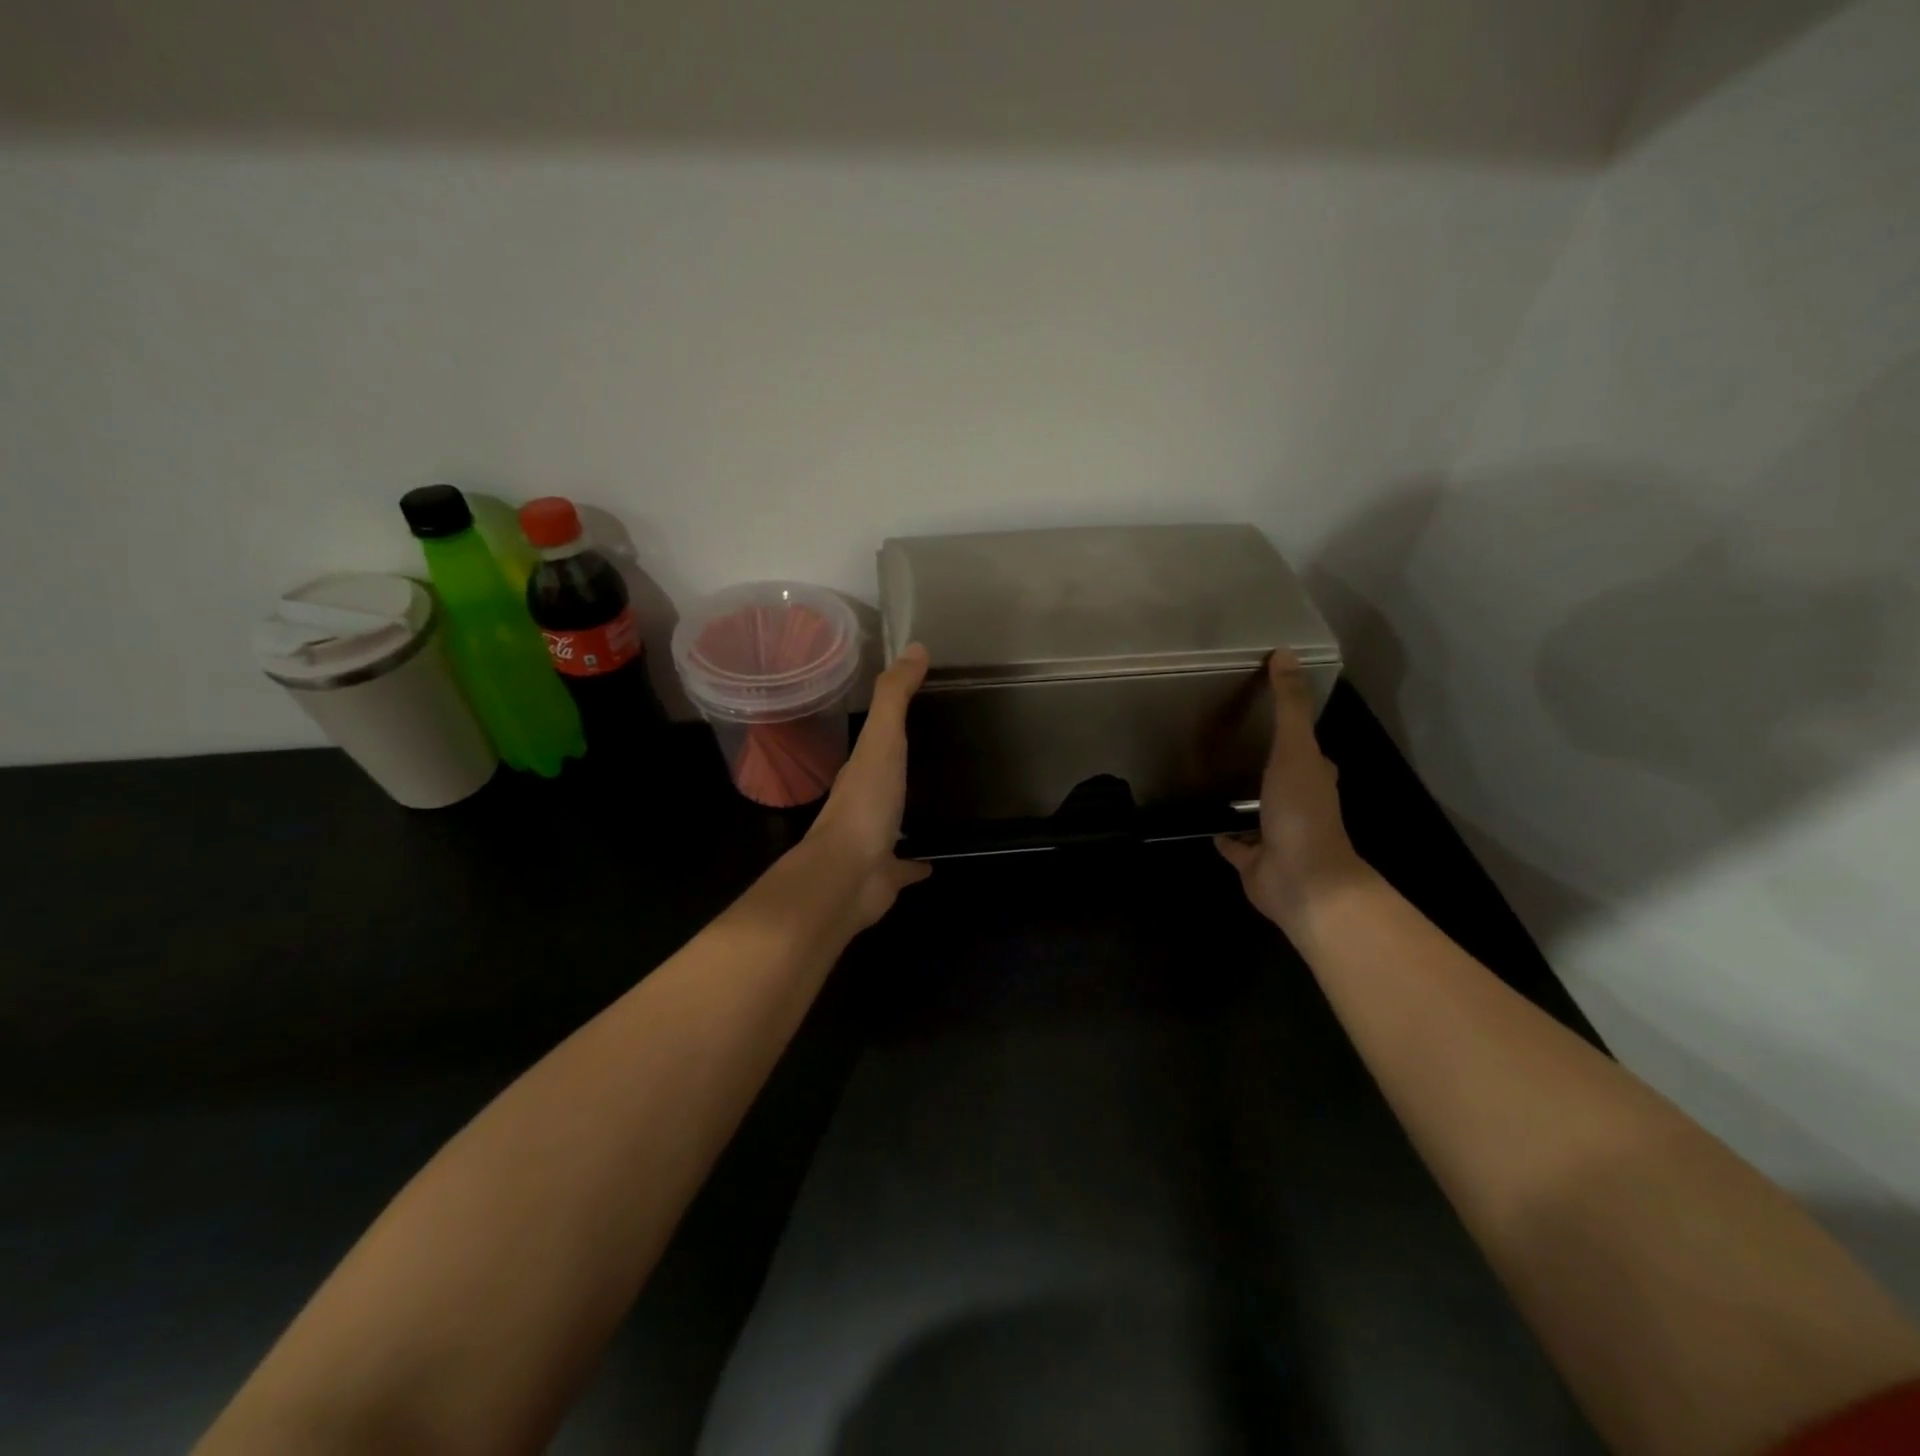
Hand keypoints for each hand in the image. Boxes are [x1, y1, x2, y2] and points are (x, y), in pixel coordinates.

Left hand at [803, 643, 933, 930]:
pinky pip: (904, 866)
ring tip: (932, 801)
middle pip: (882, 776)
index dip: (892, 720)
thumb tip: (915, 647)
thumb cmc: (866, 803)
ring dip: (905, 812)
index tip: (918, 706)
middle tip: (931, 751)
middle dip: (898, 765)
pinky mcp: (885, 875)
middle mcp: (863, 802)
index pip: (877, 736)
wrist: (846, 876)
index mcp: (861, 769)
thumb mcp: (882, 739)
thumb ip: (895, 697)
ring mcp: (873, 841)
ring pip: (891, 820)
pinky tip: (934, 861)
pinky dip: (917, 863)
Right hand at [1215, 652, 1366, 931]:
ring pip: (1255, 810)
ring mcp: (1275, 834)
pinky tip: (1205, 823)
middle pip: (1280, 778)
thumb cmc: (1301, 811)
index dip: (1292, 731)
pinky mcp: (1252, 860)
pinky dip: (1223, 835)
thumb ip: (1288, 706)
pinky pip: (1234, 845)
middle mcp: (1297, 804)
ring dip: (1241, 799)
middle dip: (1263, 763)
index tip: (1268, 712)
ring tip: (1211, 777)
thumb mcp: (1295, 749)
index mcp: (1313, 777)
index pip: (1307, 749)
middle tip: (1231, 741)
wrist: (1301, 880)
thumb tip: (1285, 653)